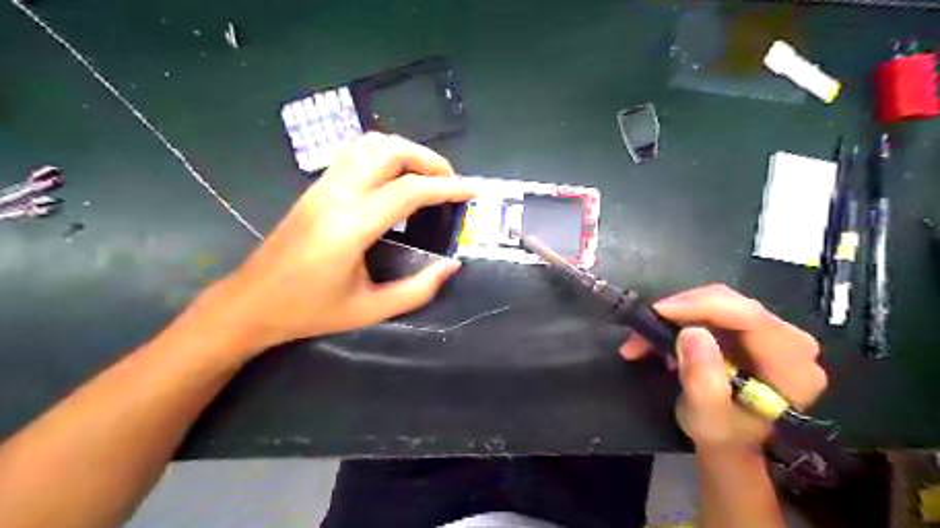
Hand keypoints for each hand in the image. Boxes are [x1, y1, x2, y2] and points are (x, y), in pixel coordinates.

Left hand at [202, 132, 472, 353]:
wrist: (251, 302)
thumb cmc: (310, 311)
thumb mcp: (371, 309)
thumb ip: (418, 289)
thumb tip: (452, 265)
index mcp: (351, 226)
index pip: (409, 191)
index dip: (446, 187)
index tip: (471, 191)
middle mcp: (337, 195)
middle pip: (390, 152)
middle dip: (428, 159)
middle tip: (451, 181)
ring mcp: (322, 186)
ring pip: (369, 144)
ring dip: (405, 151)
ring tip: (427, 175)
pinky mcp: (315, 187)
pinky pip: (354, 153)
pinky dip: (383, 153)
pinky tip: (395, 175)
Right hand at [622, 284, 824, 449]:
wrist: (730, 442)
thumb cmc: (722, 435)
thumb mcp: (707, 418)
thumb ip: (702, 380)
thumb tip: (692, 333)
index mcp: (791, 366)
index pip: (750, 317)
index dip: (702, 307)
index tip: (659, 312)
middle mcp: (790, 341)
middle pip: (732, 304)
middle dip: (682, 311)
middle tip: (643, 329)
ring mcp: (771, 332)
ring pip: (717, 302)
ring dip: (676, 317)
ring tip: (644, 340)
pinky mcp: (751, 329)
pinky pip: (713, 309)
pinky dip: (681, 319)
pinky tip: (660, 338)